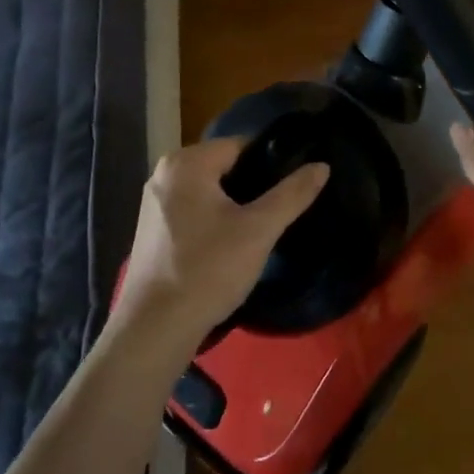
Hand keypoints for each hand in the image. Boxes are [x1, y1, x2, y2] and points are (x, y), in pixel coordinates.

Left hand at [113, 137, 328, 352]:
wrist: (155, 329)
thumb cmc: (208, 270)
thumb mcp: (258, 230)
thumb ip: (292, 194)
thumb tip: (321, 165)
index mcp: (186, 162)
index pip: (240, 145)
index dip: (271, 163)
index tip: (291, 188)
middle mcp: (164, 173)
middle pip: (223, 167)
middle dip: (252, 186)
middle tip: (278, 213)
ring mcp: (153, 202)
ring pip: (208, 191)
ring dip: (233, 206)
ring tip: (258, 230)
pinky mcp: (152, 229)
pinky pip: (192, 210)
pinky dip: (212, 220)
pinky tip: (228, 246)